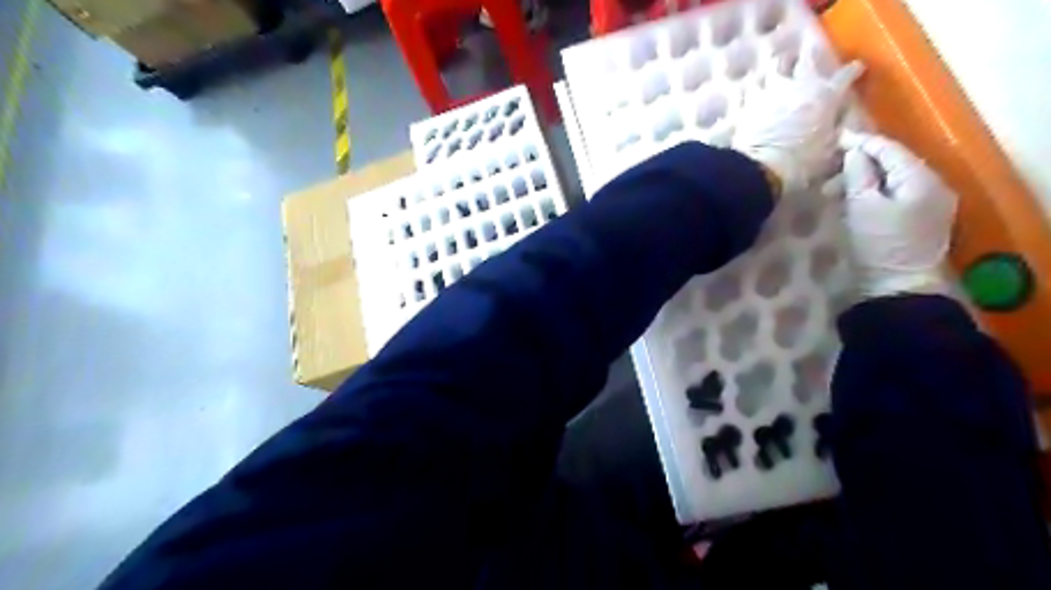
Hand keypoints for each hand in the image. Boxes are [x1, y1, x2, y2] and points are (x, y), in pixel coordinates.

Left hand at [733, 51, 861, 190]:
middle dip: (809, 55)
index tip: (856, 69)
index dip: (853, 71)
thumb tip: (839, 127)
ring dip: (776, 66)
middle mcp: (798, 85)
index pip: (845, 75)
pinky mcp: (746, 103)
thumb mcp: (830, 151)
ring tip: (775, 69)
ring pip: (773, 66)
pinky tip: (747, 90)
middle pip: (805, 58)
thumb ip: (836, 132)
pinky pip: (746, 88)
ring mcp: (769, 91)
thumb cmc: (802, 162)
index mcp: (826, 96)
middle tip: (807, 56)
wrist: (762, 167)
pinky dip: (748, 87)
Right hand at [845, 132, 957, 299]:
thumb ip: (858, 174)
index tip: (836, 138)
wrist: (898, 287)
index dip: (862, 142)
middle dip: (860, 164)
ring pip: (892, 180)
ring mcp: (930, 204)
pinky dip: (873, 193)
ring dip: (863, 181)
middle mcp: (933, 186)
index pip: (890, 149)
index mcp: (921, 179)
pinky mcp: (921, 220)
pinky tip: (852, 201)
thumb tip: (853, 151)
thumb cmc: (879, 245)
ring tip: (834, 191)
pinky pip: (895, 195)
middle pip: (893, 164)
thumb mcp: (862, 207)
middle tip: (829, 171)